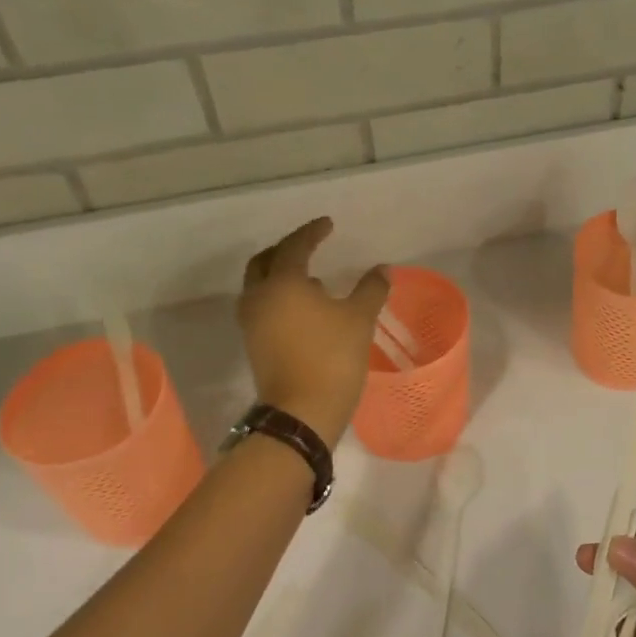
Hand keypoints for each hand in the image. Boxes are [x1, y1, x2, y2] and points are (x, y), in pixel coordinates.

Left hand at [237, 218, 388, 445]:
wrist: (302, 411)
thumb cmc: (332, 356)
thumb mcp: (359, 318)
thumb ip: (370, 289)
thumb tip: (383, 269)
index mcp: (282, 283)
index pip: (294, 247)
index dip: (312, 233)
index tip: (328, 225)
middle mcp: (259, 297)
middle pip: (264, 262)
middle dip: (286, 249)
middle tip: (309, 245)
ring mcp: (252, 322)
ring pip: (259, 285)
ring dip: (280, 274)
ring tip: (311, 277)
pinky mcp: (254, 343)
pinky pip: (262, 306)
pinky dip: (279, 296)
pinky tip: (305, 307)